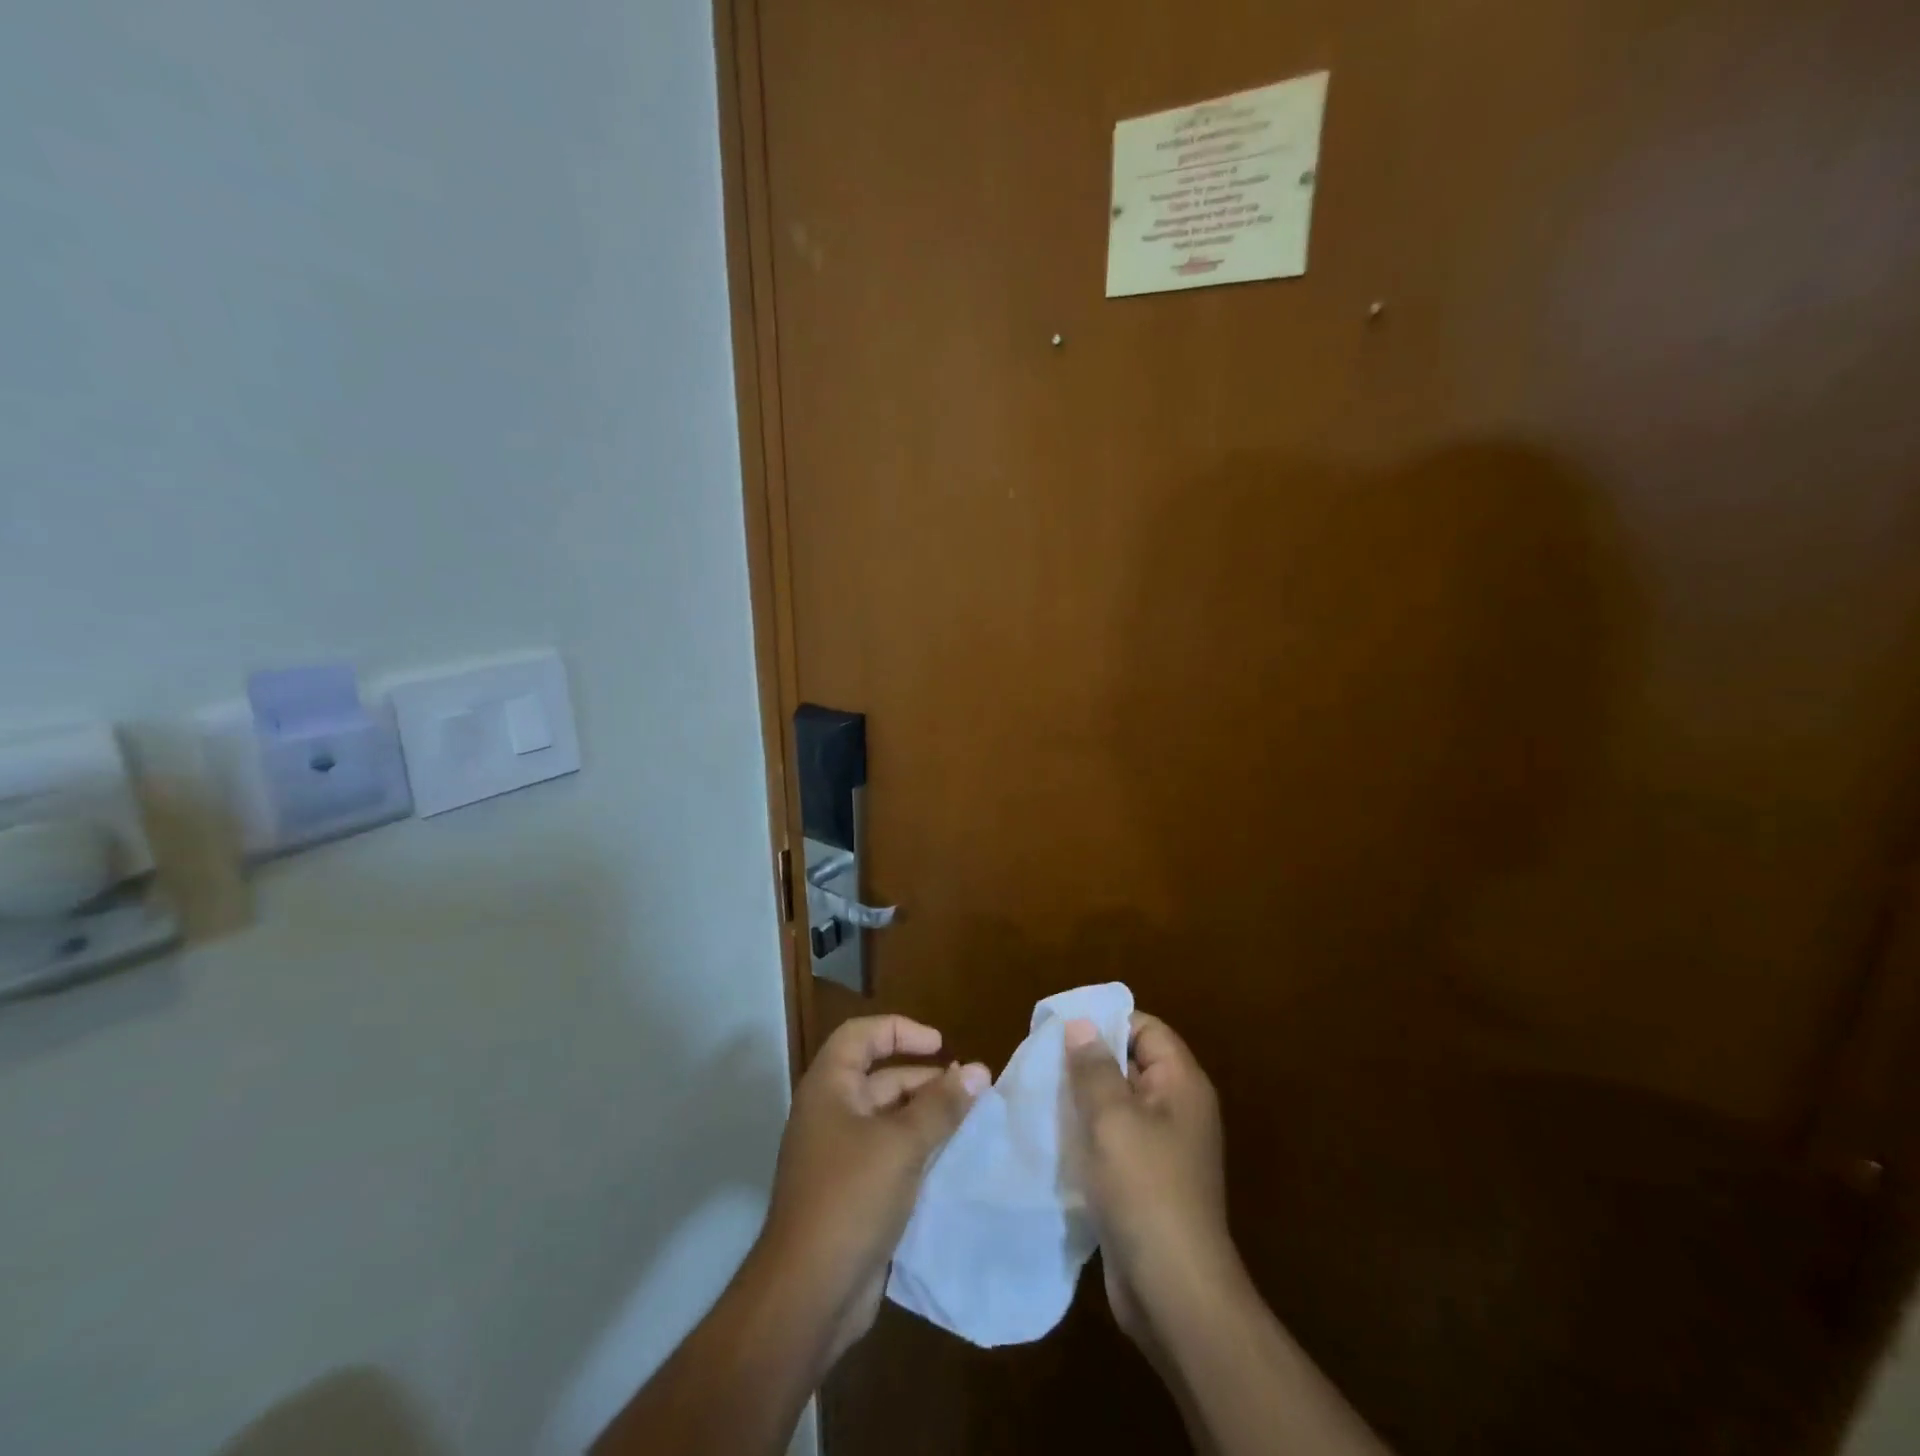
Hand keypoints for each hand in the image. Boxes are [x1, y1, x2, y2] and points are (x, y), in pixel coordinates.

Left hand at [760, 1015, 988, 1363]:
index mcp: (829, 1088)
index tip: (941, 1045)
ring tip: (970, 1122)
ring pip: (888, 1119)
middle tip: (970, 1090)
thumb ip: (942, 1106)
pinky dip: (918, 1150)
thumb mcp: (902, 1144)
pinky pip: (889, 1155)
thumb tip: (979, 1070)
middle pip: (880, 1077)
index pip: (862, 1035)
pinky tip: (951, 1160)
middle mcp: (830, 1113)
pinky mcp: (852, 1192)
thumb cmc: (851, 1198)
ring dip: (926, 1116)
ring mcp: (839, 1155)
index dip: (901, 1030)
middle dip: (924, 1079)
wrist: (808, 1294)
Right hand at [1065, 1012, 1233, 1347]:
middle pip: (1130, 1064)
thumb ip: (1094, 1067)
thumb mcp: (1112, 1118)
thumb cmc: (1145, 1189)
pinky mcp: (1146, 1181)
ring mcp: (1163, 1148)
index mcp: (1181, 1084)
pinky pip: (1114, 1140)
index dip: (1106, 1022)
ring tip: (1039, 1094)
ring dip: (1082, 1100)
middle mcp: (1177, 1109)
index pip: (1146, 1029)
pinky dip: (1087, 1135)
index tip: (1061, 1028)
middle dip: (1087, 1061)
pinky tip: (1053, 1138)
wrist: (1173, 1290)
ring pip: (1118, 1105)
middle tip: (1041, 1060)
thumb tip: (1080, 1023)